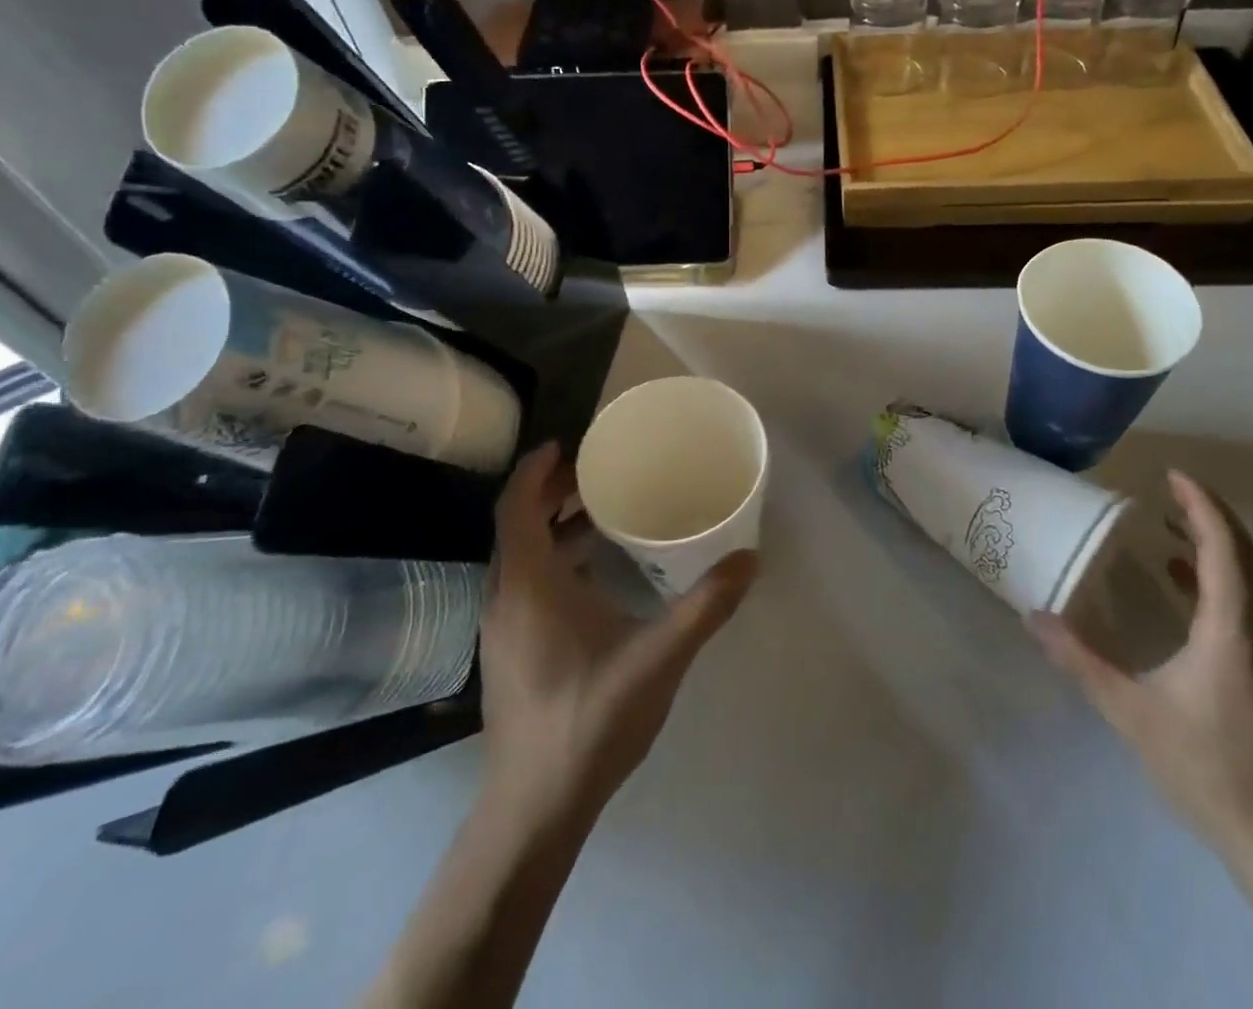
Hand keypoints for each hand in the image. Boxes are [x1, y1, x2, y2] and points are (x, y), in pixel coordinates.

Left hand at [480, 442, 757, 816]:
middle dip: (551, 492)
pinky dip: (552, 559)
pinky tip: (593, 574)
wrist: (535, 809)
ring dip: (552, 527)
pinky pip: (524, 583)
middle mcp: (504, 598)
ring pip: (520, 557)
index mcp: (528, 586)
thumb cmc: (589, 720)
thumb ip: (705, 605)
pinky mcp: (509, 652)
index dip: (537, 470)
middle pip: (517, 526)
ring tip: (600, 512)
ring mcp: (502, 629)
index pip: (517, 507)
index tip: (568, 443)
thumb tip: (750, 559)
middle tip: (597, 472)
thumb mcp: (658, 657)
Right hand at [1030, 471, 1252, 854]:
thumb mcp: (1129, 711)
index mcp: (1228, 628)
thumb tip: (1033, 616)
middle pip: (1240, 552)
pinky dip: (1208, 570)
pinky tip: (1172, 575)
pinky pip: (1234, 596)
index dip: (1201, 505)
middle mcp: (1250, 627)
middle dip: (1206, 512)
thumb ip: (1079, 660)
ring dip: (1209, 538)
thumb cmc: (1202, 764)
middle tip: (1166, 485)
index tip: (1171, 475)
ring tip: (1165, 518)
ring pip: (1242, 573)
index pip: (1224, 549)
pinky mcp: (1250, 662)